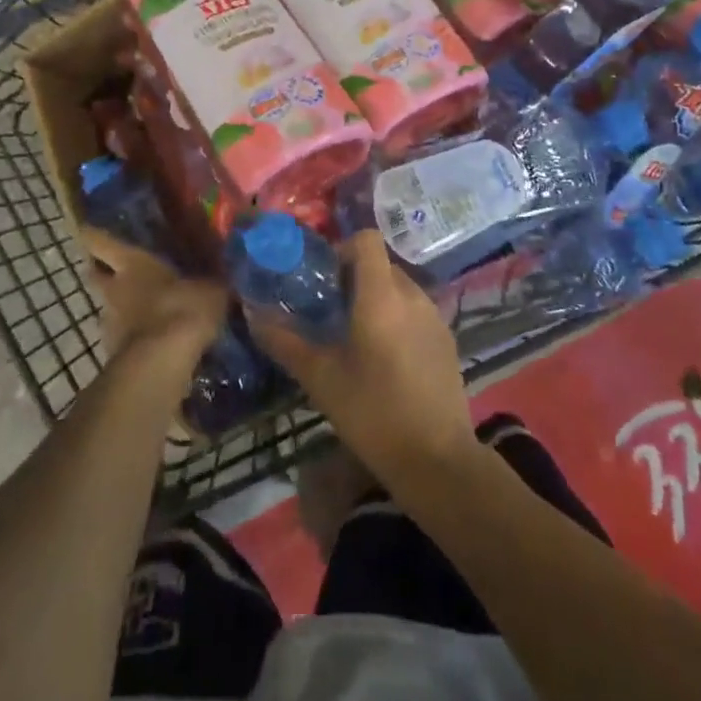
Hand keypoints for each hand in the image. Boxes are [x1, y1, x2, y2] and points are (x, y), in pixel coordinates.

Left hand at [84, 228, 227, 372]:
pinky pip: (125, 338)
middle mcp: (114, 289)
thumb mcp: (210, 289)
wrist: (161, 364)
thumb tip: (223, 276)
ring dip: (123, 308)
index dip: (93, 234)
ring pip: (110, 308)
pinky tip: (157, 340)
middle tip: (119, 271)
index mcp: (132, 263)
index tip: (87, 228)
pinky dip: (136, 337)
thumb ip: (211, 281)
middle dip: (102, 272)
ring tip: (148, 310)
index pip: (100, 241)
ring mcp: (110, 324)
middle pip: (96, 275)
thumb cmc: (182, 309)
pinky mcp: (115, 355)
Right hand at [247, 232, 478, 486]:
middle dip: (354, 278)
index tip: (324, 281)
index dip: (343, 249)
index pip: (367, 239)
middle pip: (380, 264)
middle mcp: (412, 295)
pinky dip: (397, 318)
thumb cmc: (373, 414)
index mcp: (381, 296)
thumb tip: (253, 314)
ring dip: (376, 299)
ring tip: (355, 338)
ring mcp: (435, 316)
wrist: (437, 461)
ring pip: (399, 287)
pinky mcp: (447, 338)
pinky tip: (385, 360)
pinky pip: (416, 310)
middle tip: (331, 313)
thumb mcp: (321, 379)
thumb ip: (285, 341)